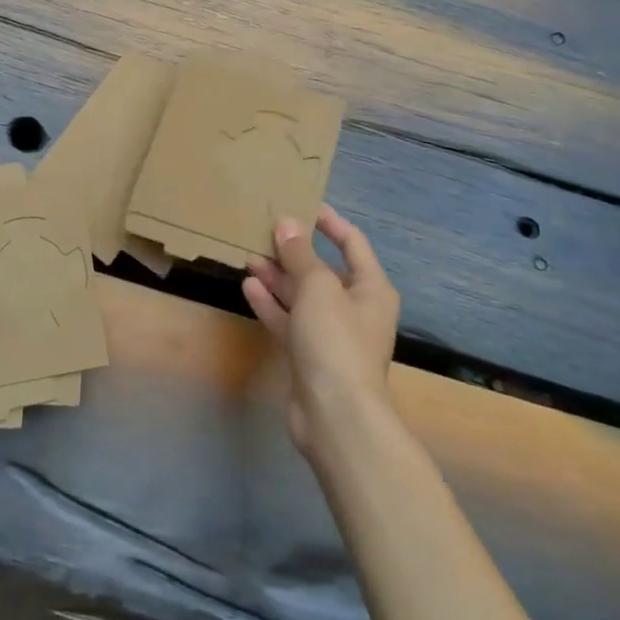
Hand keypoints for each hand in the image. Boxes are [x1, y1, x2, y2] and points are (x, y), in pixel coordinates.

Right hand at [244, 204, 400, 458]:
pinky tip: (248, 287)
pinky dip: (271, 304)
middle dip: (294, 251)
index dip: (329, 222)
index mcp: (371, 288)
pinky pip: (289, 320)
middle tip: (263, 230)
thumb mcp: (318, 287)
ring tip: (249, 255)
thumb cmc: (336, 340)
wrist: (336, 416)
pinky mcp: (309, 355)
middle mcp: (354, 308)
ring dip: (278, 277)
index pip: (352, 243)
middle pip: (323, 270)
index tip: (301, 204)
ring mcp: (331, 334)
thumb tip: (287, 224)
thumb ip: (300, 254)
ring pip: (302, 296)